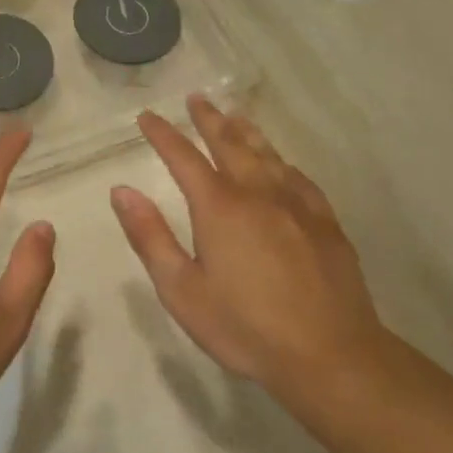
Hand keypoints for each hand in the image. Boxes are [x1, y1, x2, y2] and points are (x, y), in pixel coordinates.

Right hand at [111, 95, 386, 402]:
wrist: (330, 354)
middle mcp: (257, 193)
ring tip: (234, 115)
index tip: (148, 116)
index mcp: (219, 207)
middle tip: (196, 98)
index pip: (184, 157)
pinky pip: (297, 177)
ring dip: (246, 131)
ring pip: (267, 154)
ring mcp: (296, 205)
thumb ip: (150, 237)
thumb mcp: (182, 290)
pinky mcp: (325, 222)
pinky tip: (281, 163)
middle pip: (229, 143)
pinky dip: (281, 161)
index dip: (163, 134)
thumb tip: (122, 191)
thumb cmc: (245, 326)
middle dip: (209, 119)